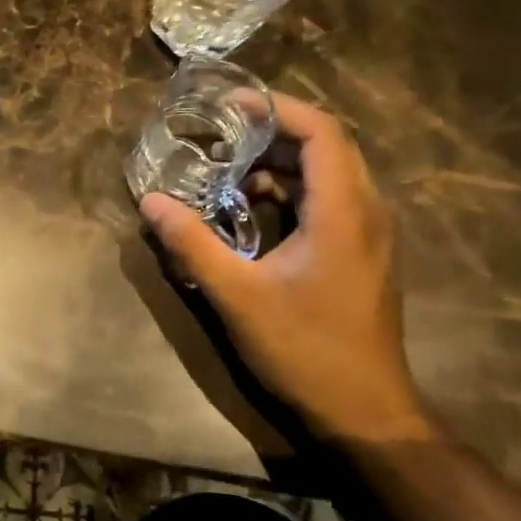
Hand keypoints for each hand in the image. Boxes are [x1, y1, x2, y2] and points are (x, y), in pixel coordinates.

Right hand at [138, 95, 434, 446]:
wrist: (366, 413)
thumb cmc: (305, 350)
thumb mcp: (238, 296)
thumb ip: (193, 244)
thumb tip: (151, 201)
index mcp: (344, 213)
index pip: (322, 132)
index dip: (277, 108)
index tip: (229, 106)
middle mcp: (367, 212)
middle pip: (327, 144)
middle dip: (272, 132)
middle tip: (221, 135)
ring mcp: (370, 233)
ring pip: (330, 171)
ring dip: (281, 162)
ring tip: (230, 172)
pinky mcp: (362, 252)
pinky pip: (330, 198)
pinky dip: (292, 189)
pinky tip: (254, 210)